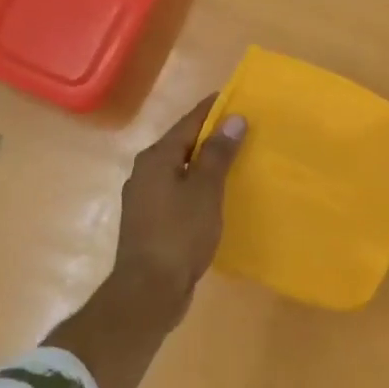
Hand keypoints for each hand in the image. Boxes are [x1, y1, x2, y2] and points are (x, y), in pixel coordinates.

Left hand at [112, 95, 246, 324]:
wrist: (149, 290)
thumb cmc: (179, 234)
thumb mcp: (205, 190)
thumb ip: (218, 154)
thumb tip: (233, 118)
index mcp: (156, 158)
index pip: (188, 123)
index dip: (212, 110)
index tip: (236, 97)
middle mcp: (145, 173)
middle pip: (182, 145)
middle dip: (210, 137)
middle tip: (243, 130)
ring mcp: (145, 199)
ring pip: (180, 171)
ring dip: (204, 165)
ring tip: (235, 161)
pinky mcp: (151, 223)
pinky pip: (178, 193)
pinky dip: (198, 188)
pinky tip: (215, 197)